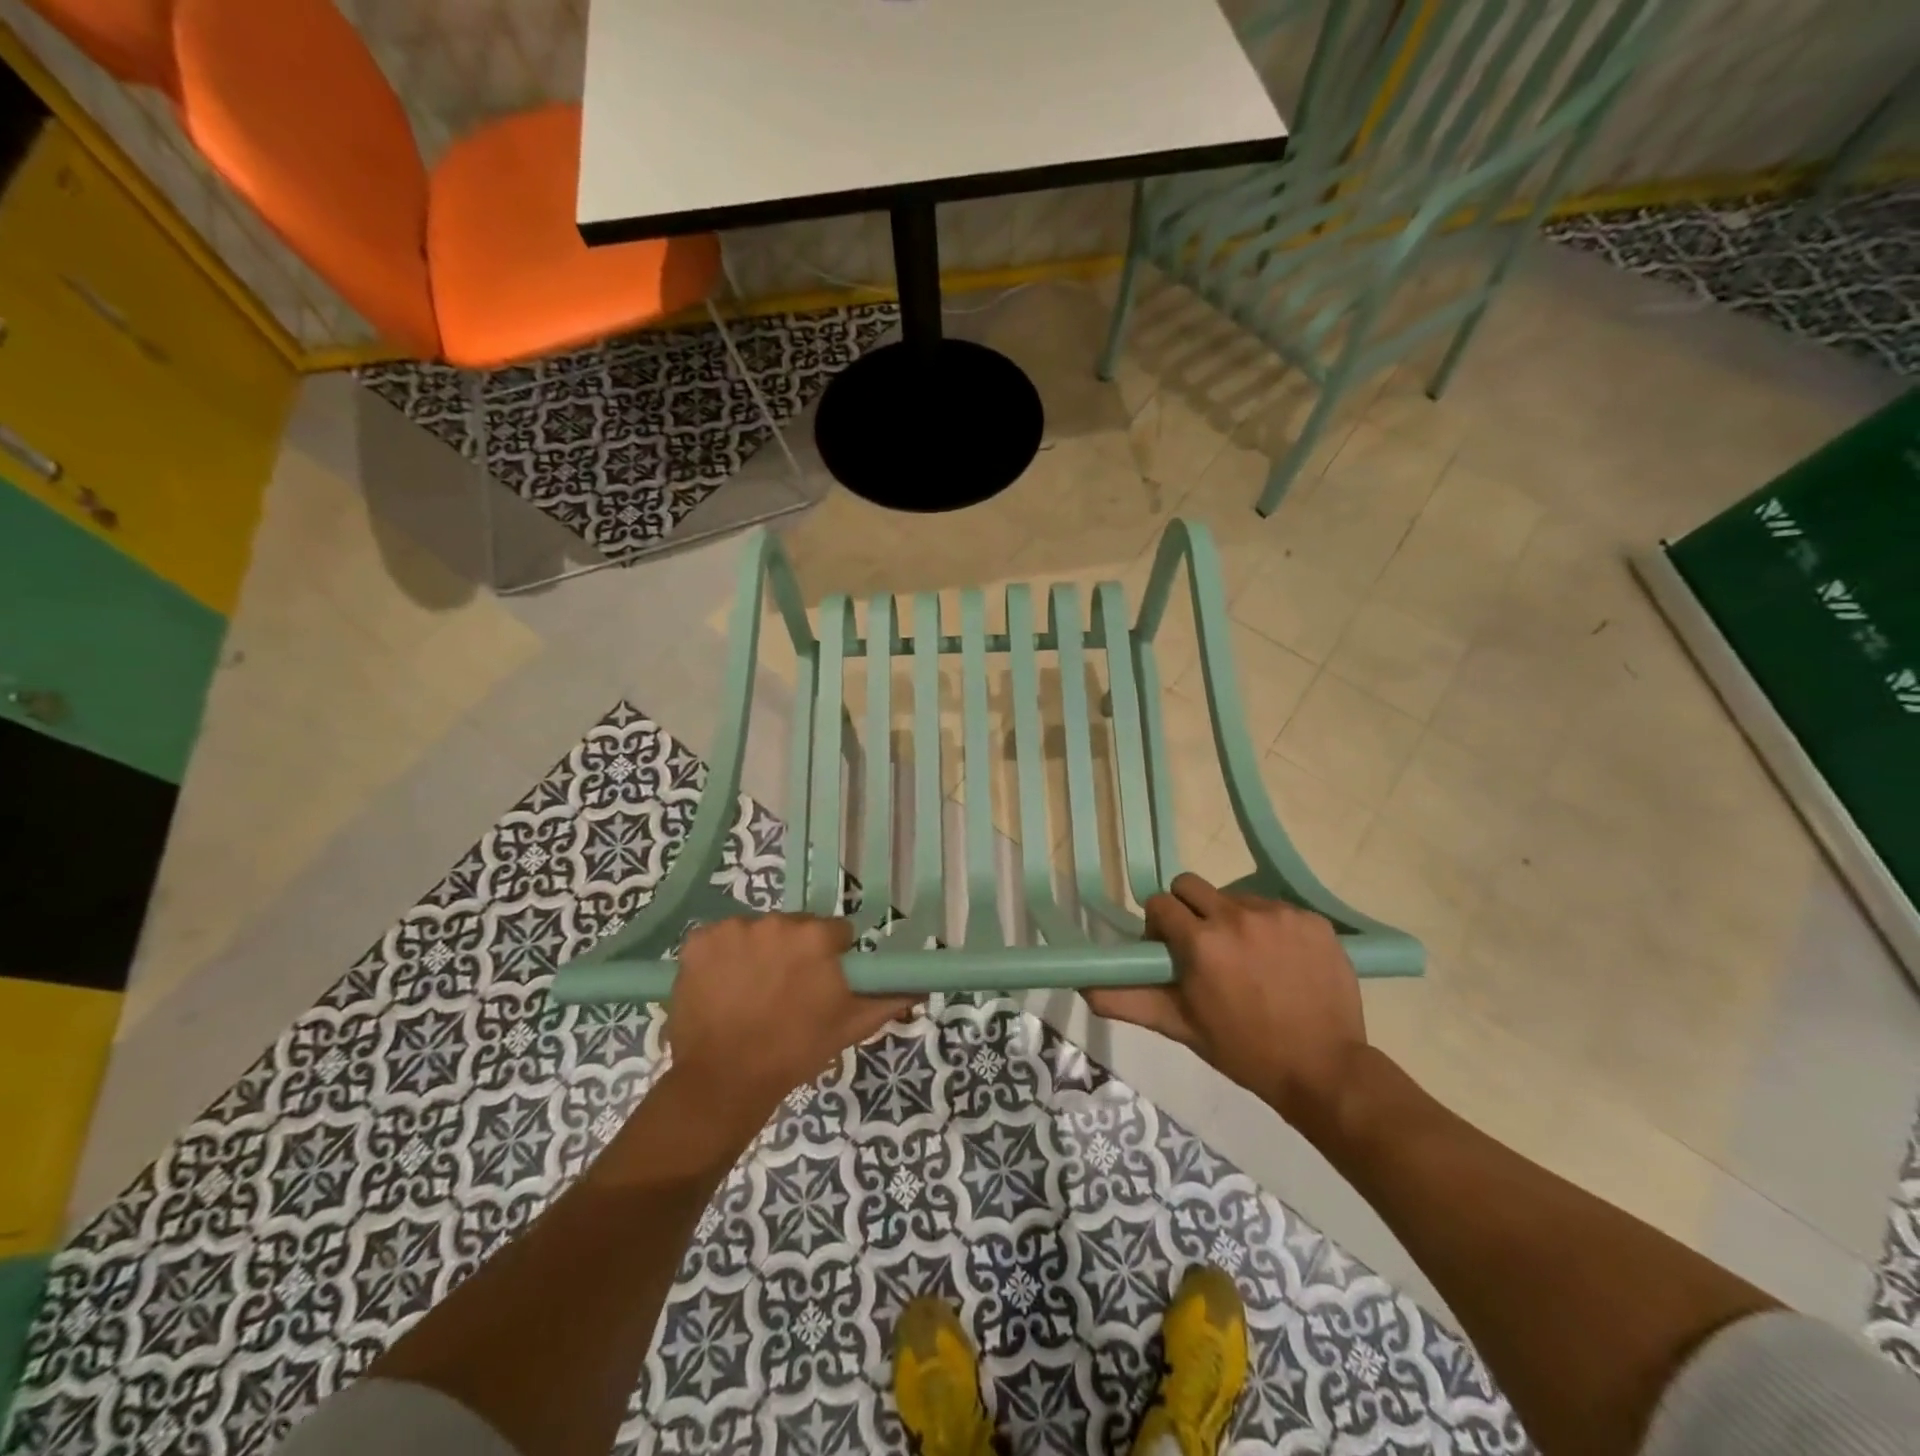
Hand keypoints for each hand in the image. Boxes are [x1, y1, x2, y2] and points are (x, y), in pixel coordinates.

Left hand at [663, 915, 918, 1143]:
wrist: (724, 1080)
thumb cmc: (795, 1051)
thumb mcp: (851, 1026)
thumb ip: (890, 998)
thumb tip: (922, 985)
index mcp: (817, 937)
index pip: (834, 932)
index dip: (830, 958)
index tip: (820, 984)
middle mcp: (777, 921)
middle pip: (794, 927)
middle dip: (793, 952)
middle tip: (785, 992)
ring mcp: (733, 929)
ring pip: (757, 932)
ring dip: (758, 952)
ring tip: (750, 993)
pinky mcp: (698, 941)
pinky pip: (719, 939)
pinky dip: (721, 957)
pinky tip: (722, 987)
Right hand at [1083, 875, 1366, 1133]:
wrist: (1325, 1070)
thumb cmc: (1243, 1050)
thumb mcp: (1180, 1027)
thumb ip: (1127, 1000)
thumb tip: (1082, 985)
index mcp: (1201, 942)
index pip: (1159, 903)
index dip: (1159, 926)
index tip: (1171, 952)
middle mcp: (1236, 916)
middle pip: (1191, 886)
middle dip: (1187, 910)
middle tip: (1203, 949)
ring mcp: (1279, 914)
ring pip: (1234, 896)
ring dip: (1230, 920)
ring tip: (1248, 962)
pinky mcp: (1312, 919)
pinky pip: (1274, 909)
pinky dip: (1269, 928)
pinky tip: (1281, 963)